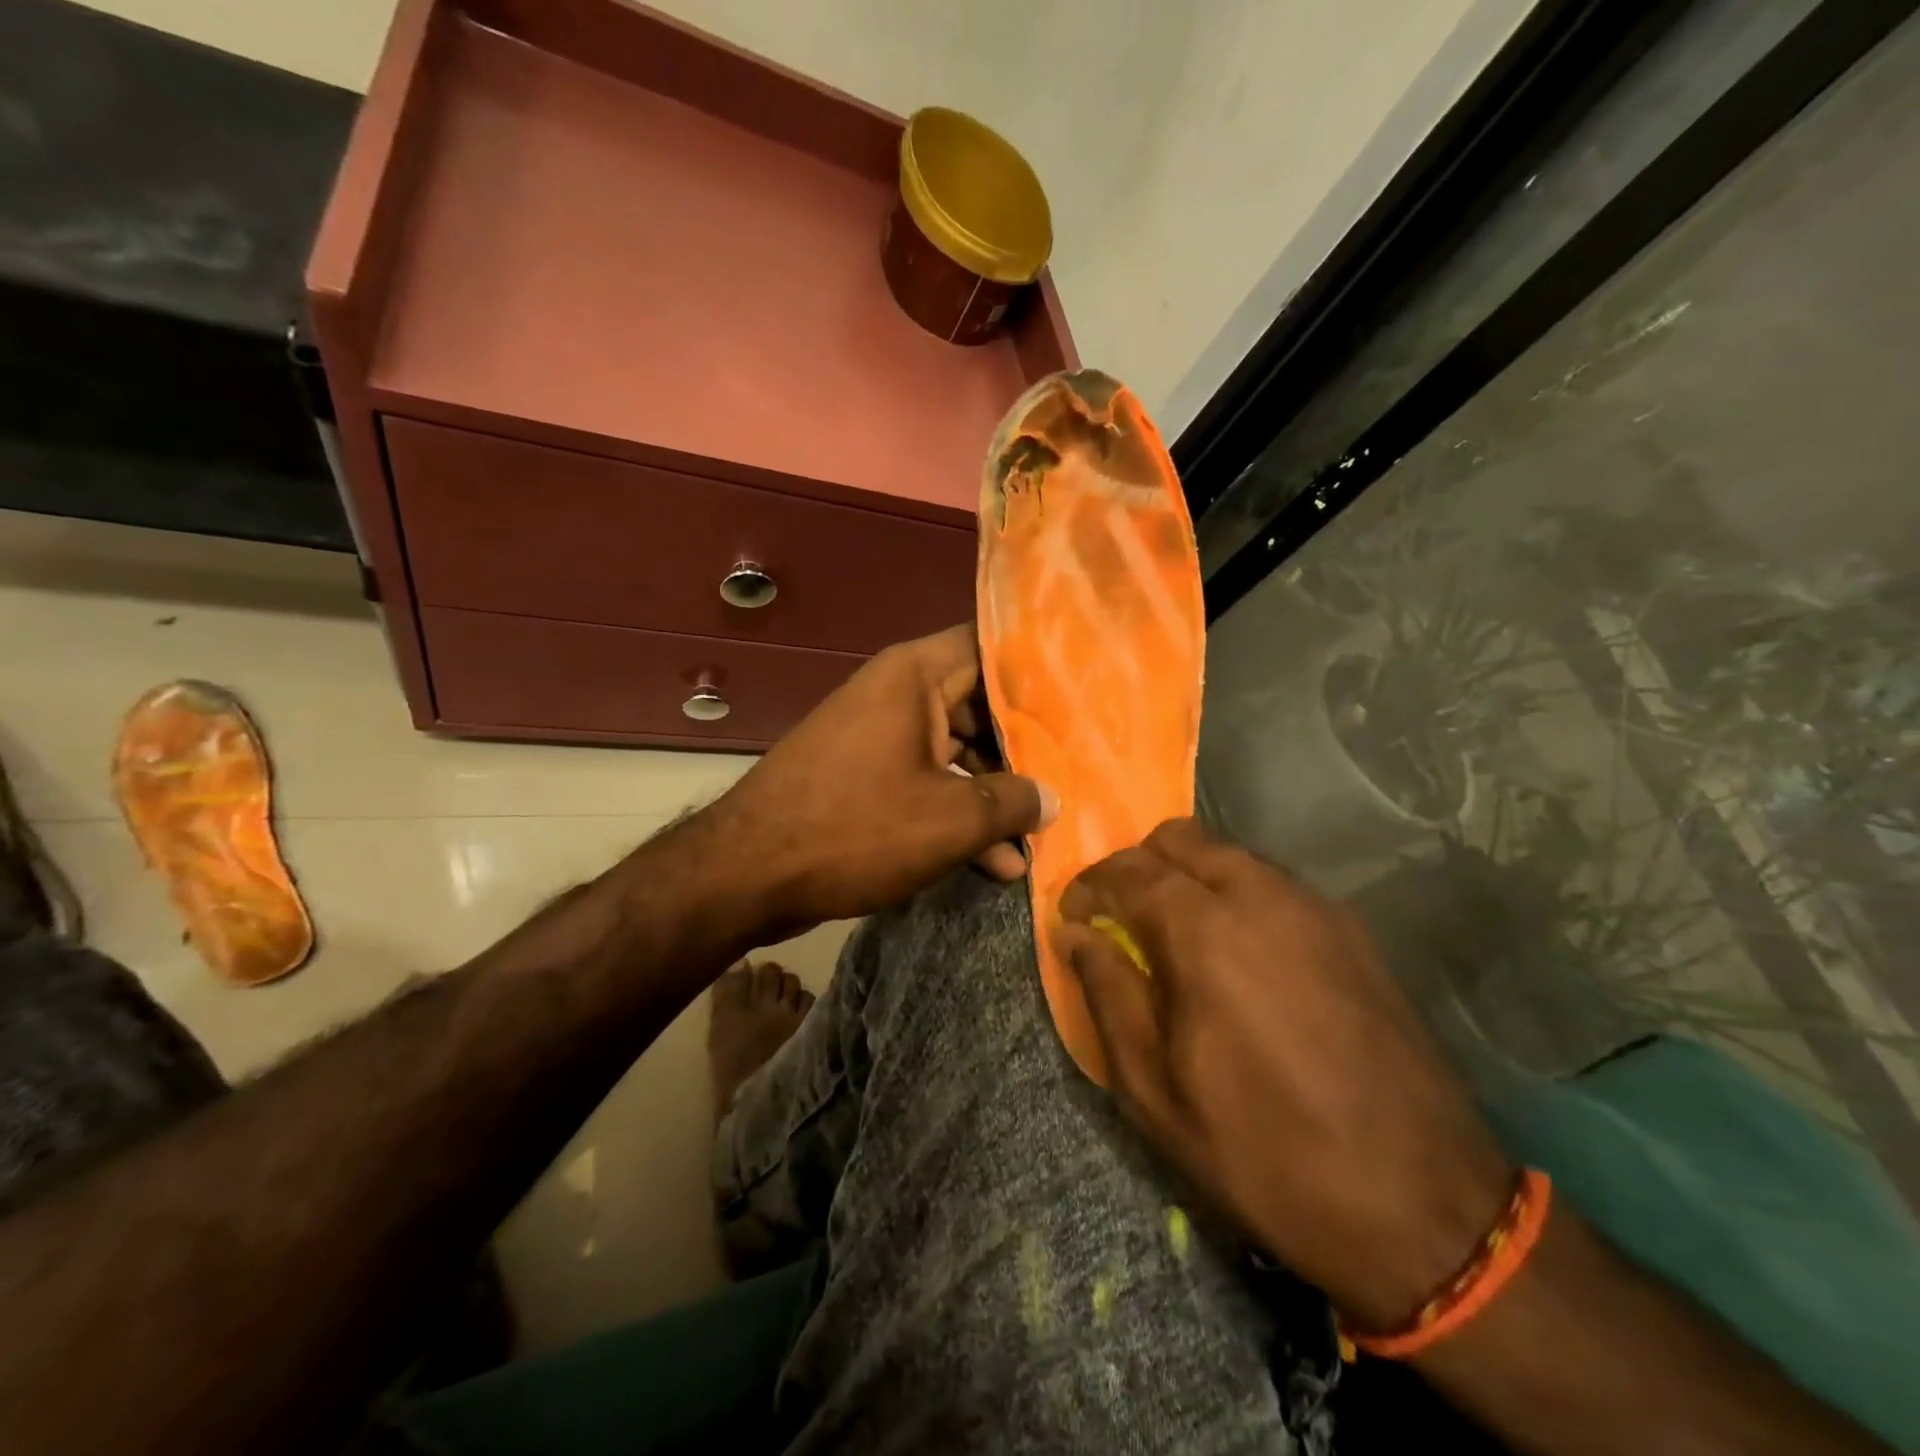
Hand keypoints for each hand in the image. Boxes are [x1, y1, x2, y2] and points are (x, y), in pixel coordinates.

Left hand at [711, 625, 1055, 940]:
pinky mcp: (866, 777)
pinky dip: (957, 813)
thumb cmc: (857, 827)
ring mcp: (879, 736)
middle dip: (1026, 747)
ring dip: (995, 794)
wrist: (747, 873)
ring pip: (957, 751)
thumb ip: (1013, 802)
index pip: (991, 645)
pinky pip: (926, 781)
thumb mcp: (950, 818)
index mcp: (915, 676)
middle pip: (980, 705)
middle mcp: (897, 695)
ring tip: (1039, 837)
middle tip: (1075, 772)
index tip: (1082, 691)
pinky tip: (995, 863)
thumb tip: (1052, 799)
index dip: (1038, 666)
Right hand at [1056, 818, 1512, 1330]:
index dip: (1089, 886)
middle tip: (1122, 917)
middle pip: (1180, 838)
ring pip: (1230, 854)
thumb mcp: (1155, 1090)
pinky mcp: (1353, 932)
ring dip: (1190, 876)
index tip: (1074, 918)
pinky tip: (1241, 954)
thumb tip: (1075, 934)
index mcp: (1204, 931)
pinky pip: (1275, 884)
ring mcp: (1315, 908)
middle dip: (1138, 865)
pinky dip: (1238, 895)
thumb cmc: (1264, 1153)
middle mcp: (1261, 896)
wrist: (1421, 1208)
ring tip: (1178, 935)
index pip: (1127, 869)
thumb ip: (1107, 993)